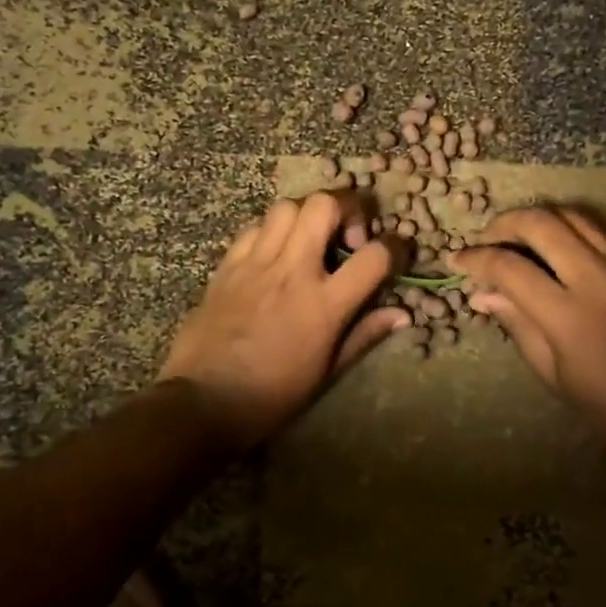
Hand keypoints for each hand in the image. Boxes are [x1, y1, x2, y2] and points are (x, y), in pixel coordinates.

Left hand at [160, 191, 407, 451]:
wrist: (203, 402)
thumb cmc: (272, 395)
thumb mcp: (327, 372)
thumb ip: (365, 335)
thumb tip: (402, 315)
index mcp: (323, 304)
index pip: (374, 256)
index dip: (395, 247)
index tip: (395, 253)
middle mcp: (292, 271)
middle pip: (324, 205)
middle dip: (347, 207)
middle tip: (349, 235)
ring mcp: (256, 263)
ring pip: (287, 206)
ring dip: (308, 215)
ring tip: (312, 240)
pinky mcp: (227, 265)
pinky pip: (254, 227)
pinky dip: (272, 231)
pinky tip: (275, 254)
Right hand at [449, 206, 605, 487]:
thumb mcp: (555, 374)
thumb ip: (518, 324)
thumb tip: (483, 294)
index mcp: (568, 313)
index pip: (509, 266)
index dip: (476, 259)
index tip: (457, 260)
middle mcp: (596, 276)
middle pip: (540, 223)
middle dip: (503, 224)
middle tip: (486, 240)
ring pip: (572, 215)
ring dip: (538, 219)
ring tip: (518, 237)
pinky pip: (599, 229)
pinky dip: (569, 227)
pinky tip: (558, 246)